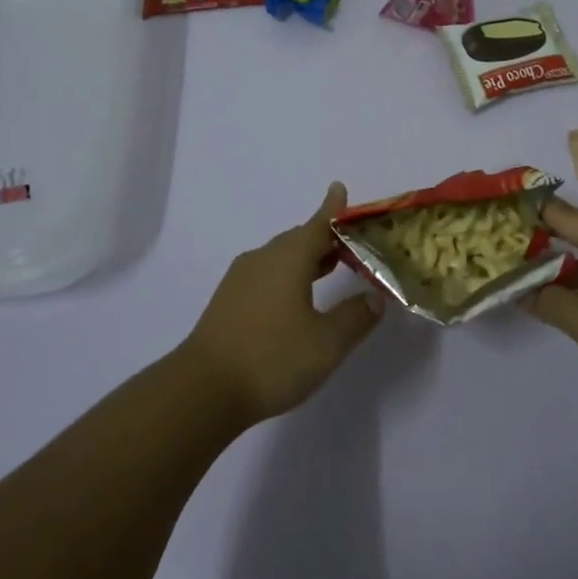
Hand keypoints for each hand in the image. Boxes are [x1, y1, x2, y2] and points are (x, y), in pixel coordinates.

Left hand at [181, 183, 383, 426]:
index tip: (340, 188)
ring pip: (280, 258)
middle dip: (324, 237)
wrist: (203, 390)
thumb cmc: (272, 358)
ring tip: (331, 266)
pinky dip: (288, 276)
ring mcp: (241, 280)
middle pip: (298, 239)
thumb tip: (374, 297)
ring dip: (306, 259)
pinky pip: (266, 275)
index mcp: (288, 258)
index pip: (318, 223)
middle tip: (350, 243)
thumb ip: (355, 317)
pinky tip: (296, 298)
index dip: (333, 208)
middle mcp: (263, 259)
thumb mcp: (327, 343)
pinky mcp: (228, 301)